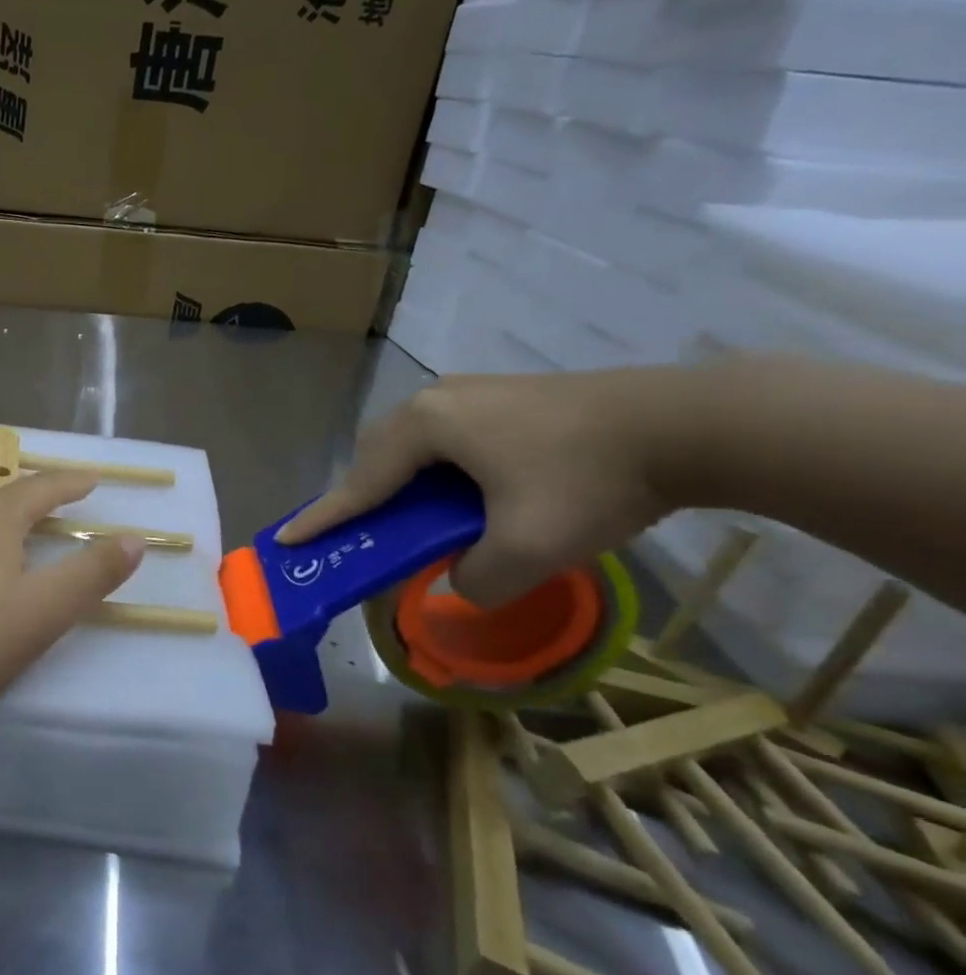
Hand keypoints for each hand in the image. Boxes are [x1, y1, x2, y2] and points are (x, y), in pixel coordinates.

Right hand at [276, 370, 677, 605]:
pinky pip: (447, 439)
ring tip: (415, 522)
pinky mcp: (503, 398)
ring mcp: (470, 393)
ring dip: (404, 485)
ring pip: (414, 446)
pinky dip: (438, 473)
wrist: (687, 424)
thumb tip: (459, 581)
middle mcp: (434, 401)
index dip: (325, 517)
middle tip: (363, 536)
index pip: (361, 483)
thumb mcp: (528, 550)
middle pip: (379, 456)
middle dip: (365, 497)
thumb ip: (475, 581)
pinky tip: (465, 496)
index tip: (287, 538)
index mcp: (425, 427)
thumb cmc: (589, 481)